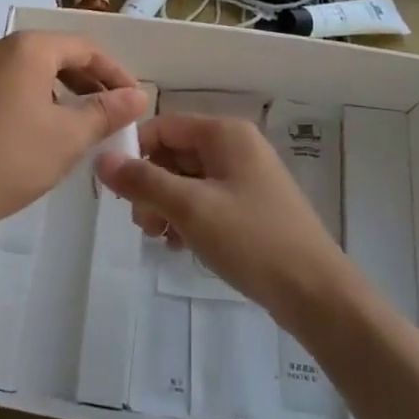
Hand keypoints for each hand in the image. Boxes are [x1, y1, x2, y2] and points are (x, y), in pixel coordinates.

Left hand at [0, 32, 149, 230]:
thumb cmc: (8, 158)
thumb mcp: (67, 138)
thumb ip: (106, 112)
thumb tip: (138, 95)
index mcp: (29, 48)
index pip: (86, 48)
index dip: (116, 73)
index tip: (135, 100)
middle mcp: (0, 46)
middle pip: (58, 54)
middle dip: (89, 82)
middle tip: (113, 112)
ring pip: (32, 70)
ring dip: (62, 91)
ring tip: (82, 123)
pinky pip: (9, 83)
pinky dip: (34, 98)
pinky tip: (41, 129)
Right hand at [94, 113, 354, 328]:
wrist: (316, 292)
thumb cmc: (251, 239)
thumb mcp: (190, 208)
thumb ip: (143, 181)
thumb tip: (102, 160)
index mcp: (225, 133)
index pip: (164, 126)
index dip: (135, 152)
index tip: (117, 190)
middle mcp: (236, 146)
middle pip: (175, 153)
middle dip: (151, 185)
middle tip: (142, 224)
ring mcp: (246, 177)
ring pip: (188, 179)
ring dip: (166, 205)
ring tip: (159, 238)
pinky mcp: (251, 206)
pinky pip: (206, 200)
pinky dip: (188, 217)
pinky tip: (180, 245)